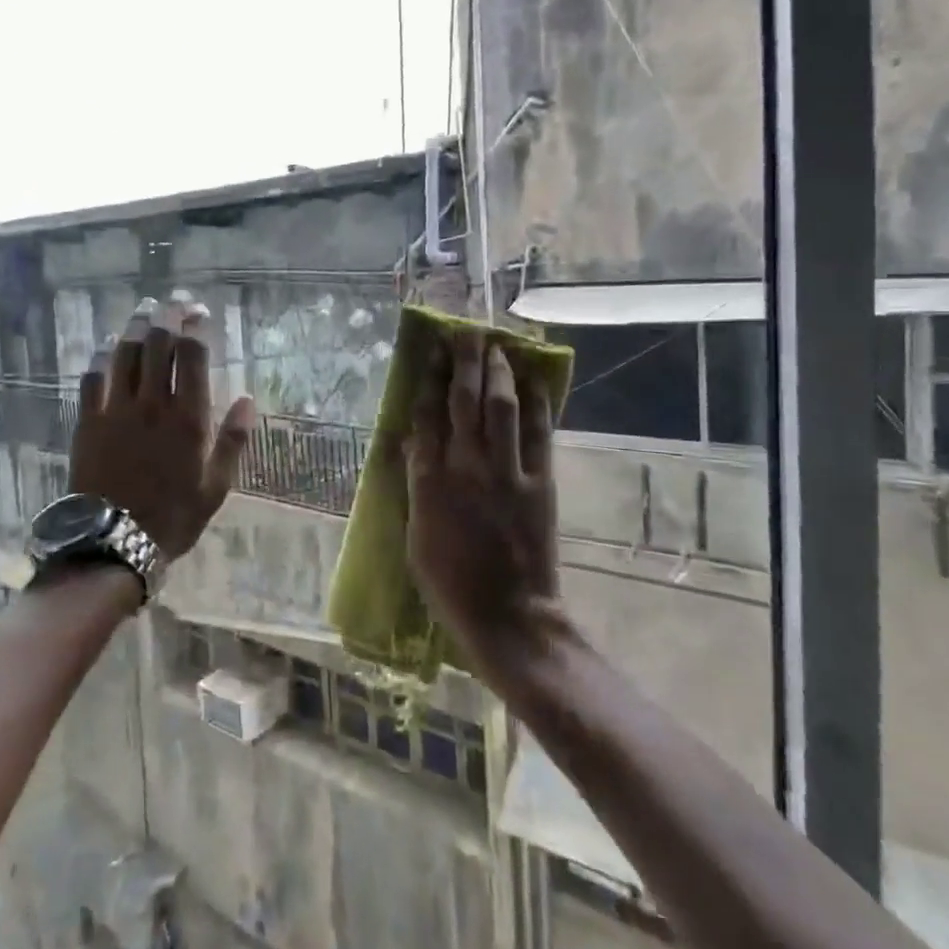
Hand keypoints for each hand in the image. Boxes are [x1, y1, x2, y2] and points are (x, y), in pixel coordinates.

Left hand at [71, 296, 255, 559]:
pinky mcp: (88, 421)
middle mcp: (152, 404)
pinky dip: (101, 357)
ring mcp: (116, 410)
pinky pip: (92, 378)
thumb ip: (233, 440)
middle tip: (173, 301)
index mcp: (188, 418)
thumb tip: (249, 399)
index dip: (196, 327)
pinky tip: (107, 346)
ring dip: (136, 327)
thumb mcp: (216, 486)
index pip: (193, 356)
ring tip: (144, 310)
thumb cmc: (173, 517)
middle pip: (158, 345)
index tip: (200, 311)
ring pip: (125, 354)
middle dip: (167, 316)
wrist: (113, 543)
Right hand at [405, 328, 560, 664]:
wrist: (507, 616)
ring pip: (501, 408)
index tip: (431, 351)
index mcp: (430, 482)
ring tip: (496, 345)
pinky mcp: (540, 484)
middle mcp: (466, 467)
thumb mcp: (415, 537)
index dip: (429, 379)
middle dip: (464, 361)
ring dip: (498, 372)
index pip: (427, 416)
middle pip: (464, 401)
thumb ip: (414, 486)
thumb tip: (408, 443)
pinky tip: (533, 381)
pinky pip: (539, 434)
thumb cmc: (450, 583)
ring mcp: (507, 473)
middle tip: (465, 332)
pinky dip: (537, 403)